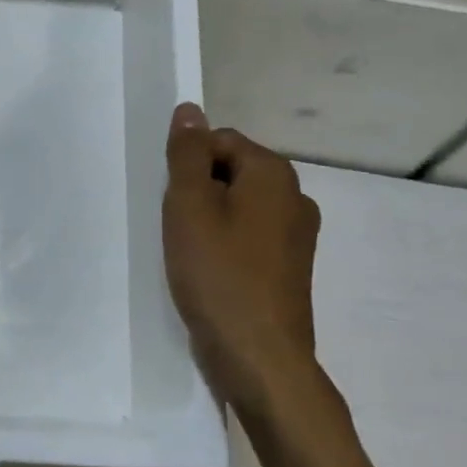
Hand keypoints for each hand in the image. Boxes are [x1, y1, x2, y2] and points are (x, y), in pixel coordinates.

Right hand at [163, 102, 325, 419]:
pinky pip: (247, 240)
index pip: (219, 141)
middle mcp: (294, 198)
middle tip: (175, 229)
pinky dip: (224, 248)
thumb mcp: (189, 206)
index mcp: (274, 174)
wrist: (258, 356)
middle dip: (197, 194)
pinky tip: (207, 274)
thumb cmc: (218, 274)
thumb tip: (189, 110)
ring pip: (237, 209)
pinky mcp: (288, 269)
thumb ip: (187, 154)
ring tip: (187, 254)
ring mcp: (296, 237)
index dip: (187, 166)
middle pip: (230, 173)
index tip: (171, 202)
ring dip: (207, 223)